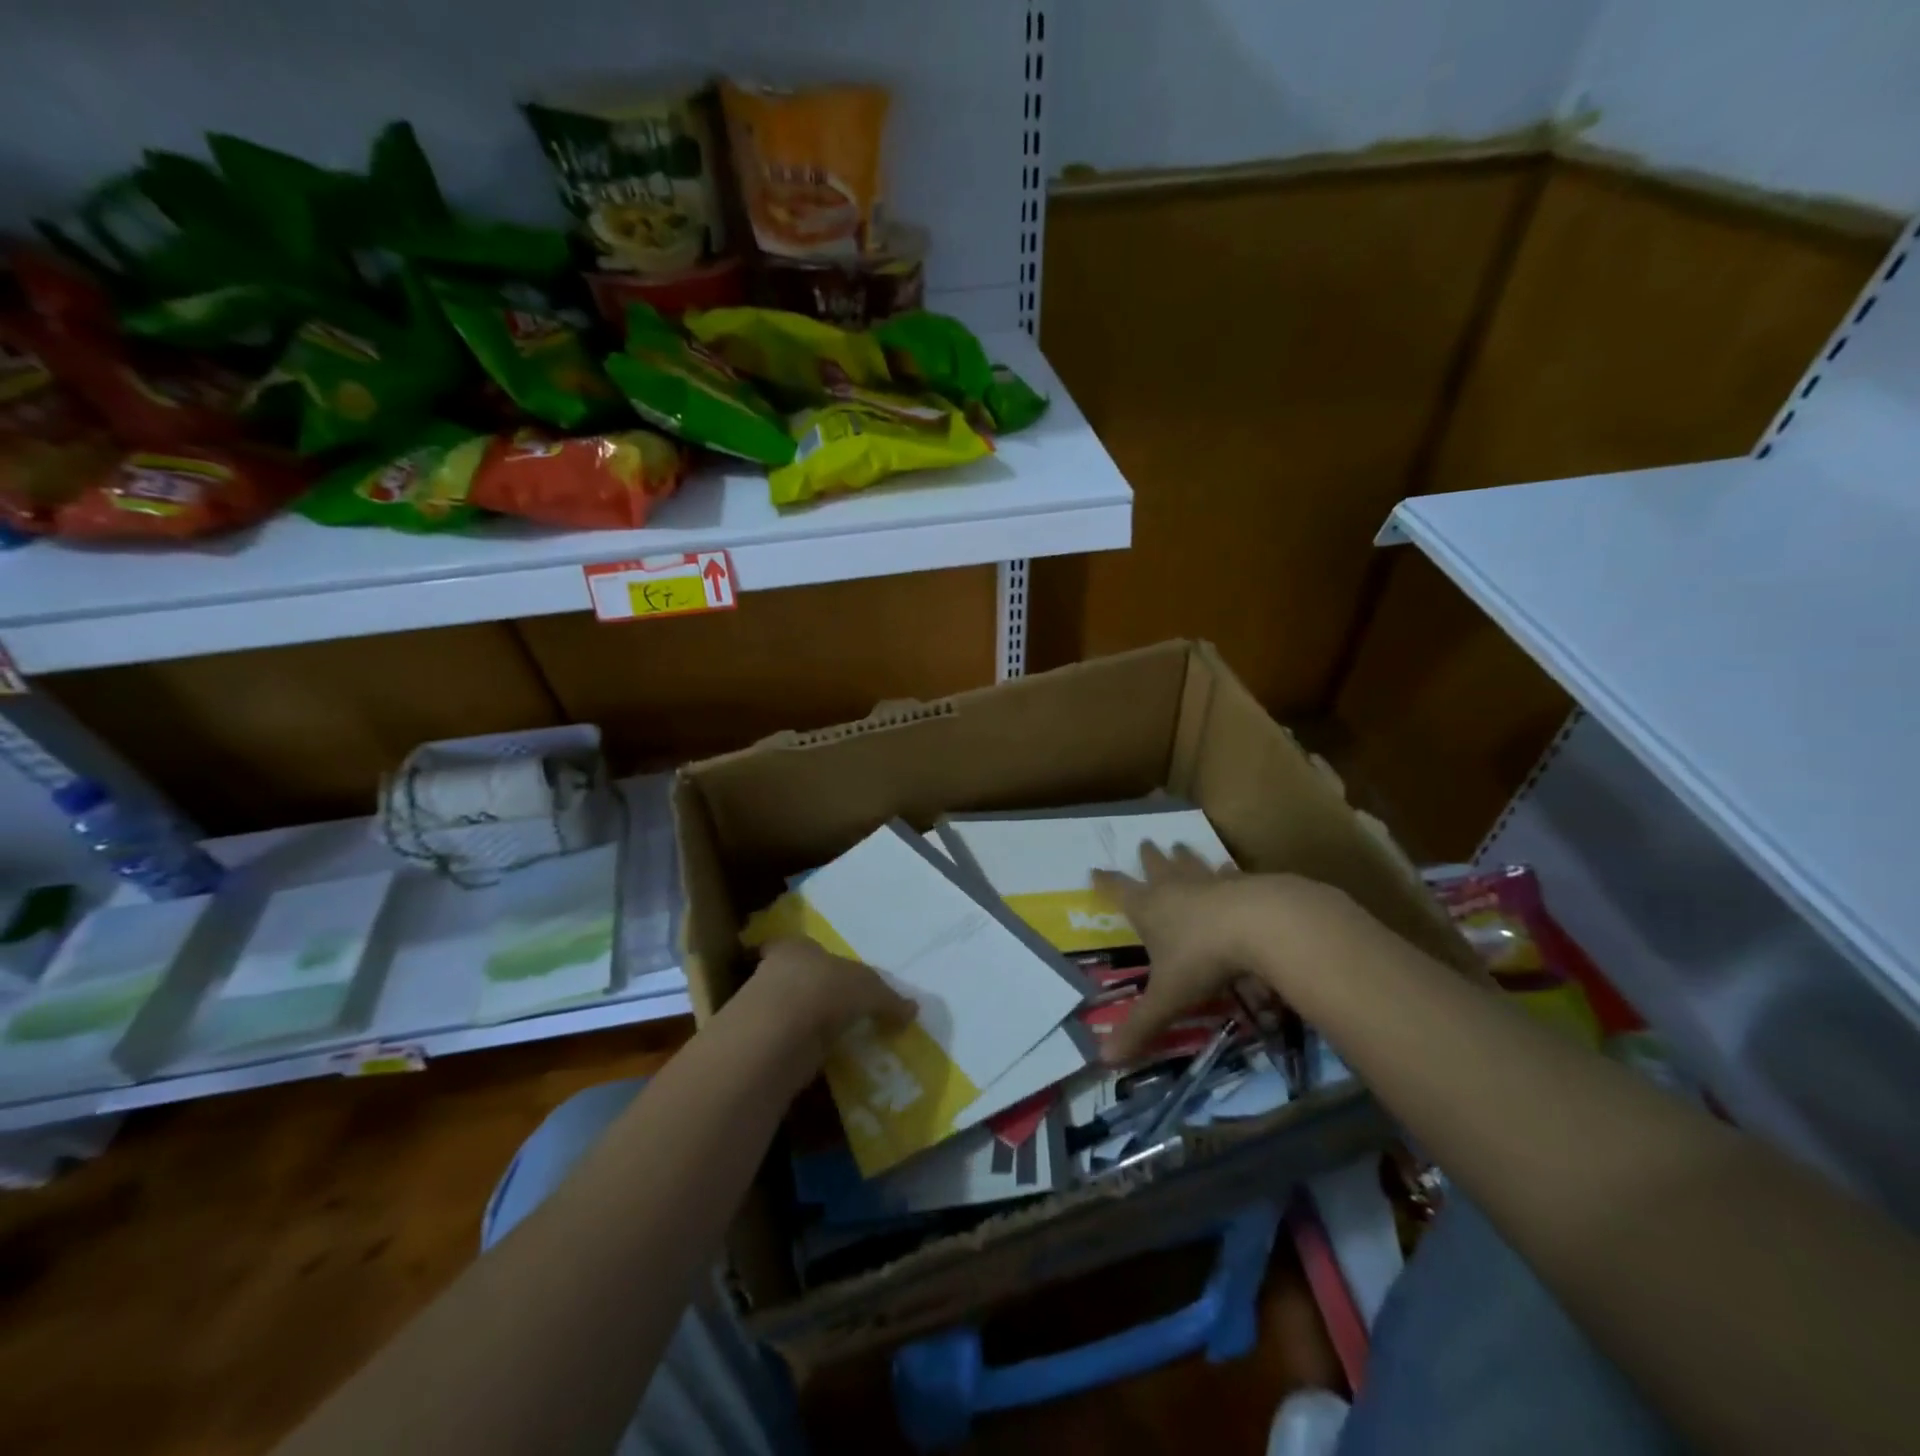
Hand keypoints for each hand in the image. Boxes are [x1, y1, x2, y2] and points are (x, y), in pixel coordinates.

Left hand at [732, 937, 915, 1068]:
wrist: (775, 1037)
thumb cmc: (822, 991)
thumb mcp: (867, 989)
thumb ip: (888, 998)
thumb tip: (912, 1009)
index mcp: (799, 946)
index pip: (811, 948)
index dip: (829, 963)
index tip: (844, 980)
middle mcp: (776, 970)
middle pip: (803, 978)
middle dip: (821, 993)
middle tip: (846, 1011)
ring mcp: (763, 1008)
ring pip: (794, 1011)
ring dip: (812, 1024)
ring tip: (838, 1040)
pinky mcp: (759, 1044)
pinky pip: (789, 1043)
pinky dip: (804, 1050)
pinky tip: (821, 1060)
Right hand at [1092, 845, 1341, 1064]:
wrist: (1261, 925)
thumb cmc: (1204, 958)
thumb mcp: (1168, 996)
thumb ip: (1140, 1026)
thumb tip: (1103, 1062)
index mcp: (1150, 909)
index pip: (1119, 891)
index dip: (1106, 883)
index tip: (1094, 869)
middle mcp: (1176, 889)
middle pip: (1157, 867)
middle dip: (1149, 858)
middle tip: (1146, 843)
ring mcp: (1211, 883)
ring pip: (1192, 864)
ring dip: (1184, 856)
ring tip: (1180, 844)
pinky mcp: (1246, 884)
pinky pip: (1231, 875)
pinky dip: (1227, 873)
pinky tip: (1231, 870)